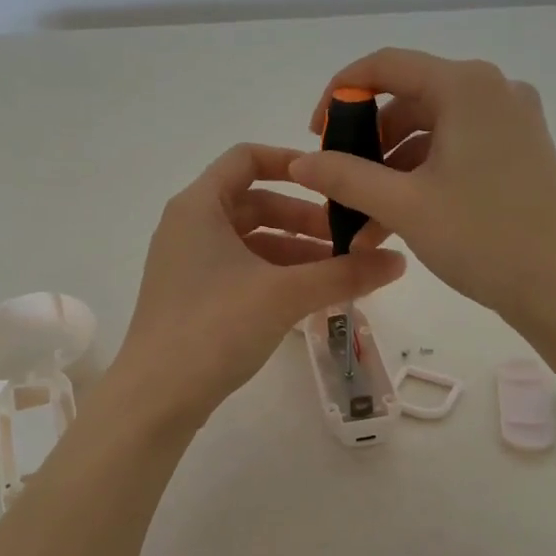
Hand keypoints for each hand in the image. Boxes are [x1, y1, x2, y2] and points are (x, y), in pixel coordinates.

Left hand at [108, 144, 406, 429]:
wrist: (156, 398)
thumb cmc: (215, 327)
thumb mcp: (286, 294)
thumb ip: (344, 273)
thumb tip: (399, 261)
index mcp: (199, 206)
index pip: (247, 158)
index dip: (292, 163)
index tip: (333, 182)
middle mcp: (188, 226)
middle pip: (255, 203)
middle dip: (305, 219)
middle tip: (349, 240)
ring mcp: (187, 264)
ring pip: (250, 241)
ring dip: (295, 252)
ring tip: (338, 273)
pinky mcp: (192, 297)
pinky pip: (241, 270)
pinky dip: (275, 276)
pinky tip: (309, 298)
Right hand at [289, 48, 555, 330]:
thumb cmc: (482, 237)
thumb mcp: (404, 205)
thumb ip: (344, 177)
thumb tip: (299, 162)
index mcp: (466, 85)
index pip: (386, 65)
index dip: (340, 94)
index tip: (316, 134)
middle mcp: (492, 90)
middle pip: (409, 99)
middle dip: (367, 145)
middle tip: (340, 185)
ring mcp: (512, 121)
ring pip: (432, 131)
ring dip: (392, 170)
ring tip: (365, 221)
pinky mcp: (520, 150)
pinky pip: (457, 150)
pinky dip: (424, 177)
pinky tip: (399, 219)